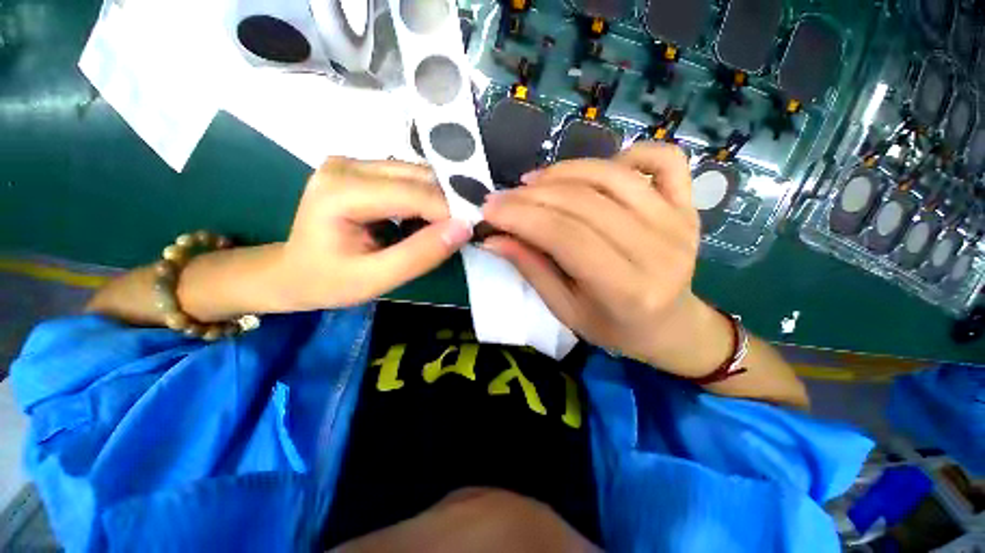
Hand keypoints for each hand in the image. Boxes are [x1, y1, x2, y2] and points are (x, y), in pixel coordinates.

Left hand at [277, 157, 471, 309]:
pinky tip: (431, 218)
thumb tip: (464, 228)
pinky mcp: (363, 169)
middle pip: (417, 177)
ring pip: (417, 174)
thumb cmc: (328, 281)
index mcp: (341, 191)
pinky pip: (409, 178)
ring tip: (451, 226)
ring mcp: (354, 162)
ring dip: (441, 200)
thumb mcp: (375, 278)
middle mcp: (347, 165)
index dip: (449, 212)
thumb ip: (420, 254)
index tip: (473, 232)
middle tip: (466, 230)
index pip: (413, 193)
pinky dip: (428, 198)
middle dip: (449, 203)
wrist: (293, 271)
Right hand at [481, 142, 732, 377]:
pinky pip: (663, 158)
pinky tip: (598, 171)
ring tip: (533, 182)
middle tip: (501, 197)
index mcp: (627, 288)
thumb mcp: (564, 308)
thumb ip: (531, 269)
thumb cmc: (612, 326)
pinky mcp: (687, 205)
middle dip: (532, 195)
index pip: (566, 236)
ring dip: (563, 171)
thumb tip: (492, 238)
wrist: (668, 325)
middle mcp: (658, 248)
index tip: (488, 209)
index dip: (522, 217)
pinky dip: (627, 153)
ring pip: (611, 175)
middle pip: (584, 202)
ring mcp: (678, 220)